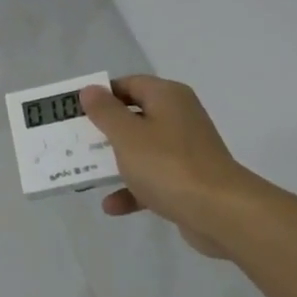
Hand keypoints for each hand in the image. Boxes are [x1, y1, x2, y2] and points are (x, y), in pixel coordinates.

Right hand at [81, 77, 253, 258]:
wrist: (220, 212)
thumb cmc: (168, 165)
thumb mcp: (127, 135)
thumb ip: (105, 111)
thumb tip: (91, 90)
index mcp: (167, 97)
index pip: (129, 84)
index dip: (101, 95)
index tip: (76, 112)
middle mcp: (179, 117)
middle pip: (134, 117)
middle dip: (104, 131)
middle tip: (76, 141)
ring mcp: (185, 150)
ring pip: (142, 150)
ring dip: (116, 162)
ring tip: (87, 174)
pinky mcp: (188, 180)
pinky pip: (153, 178)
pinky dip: (133, 189)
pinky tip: (112, 206)